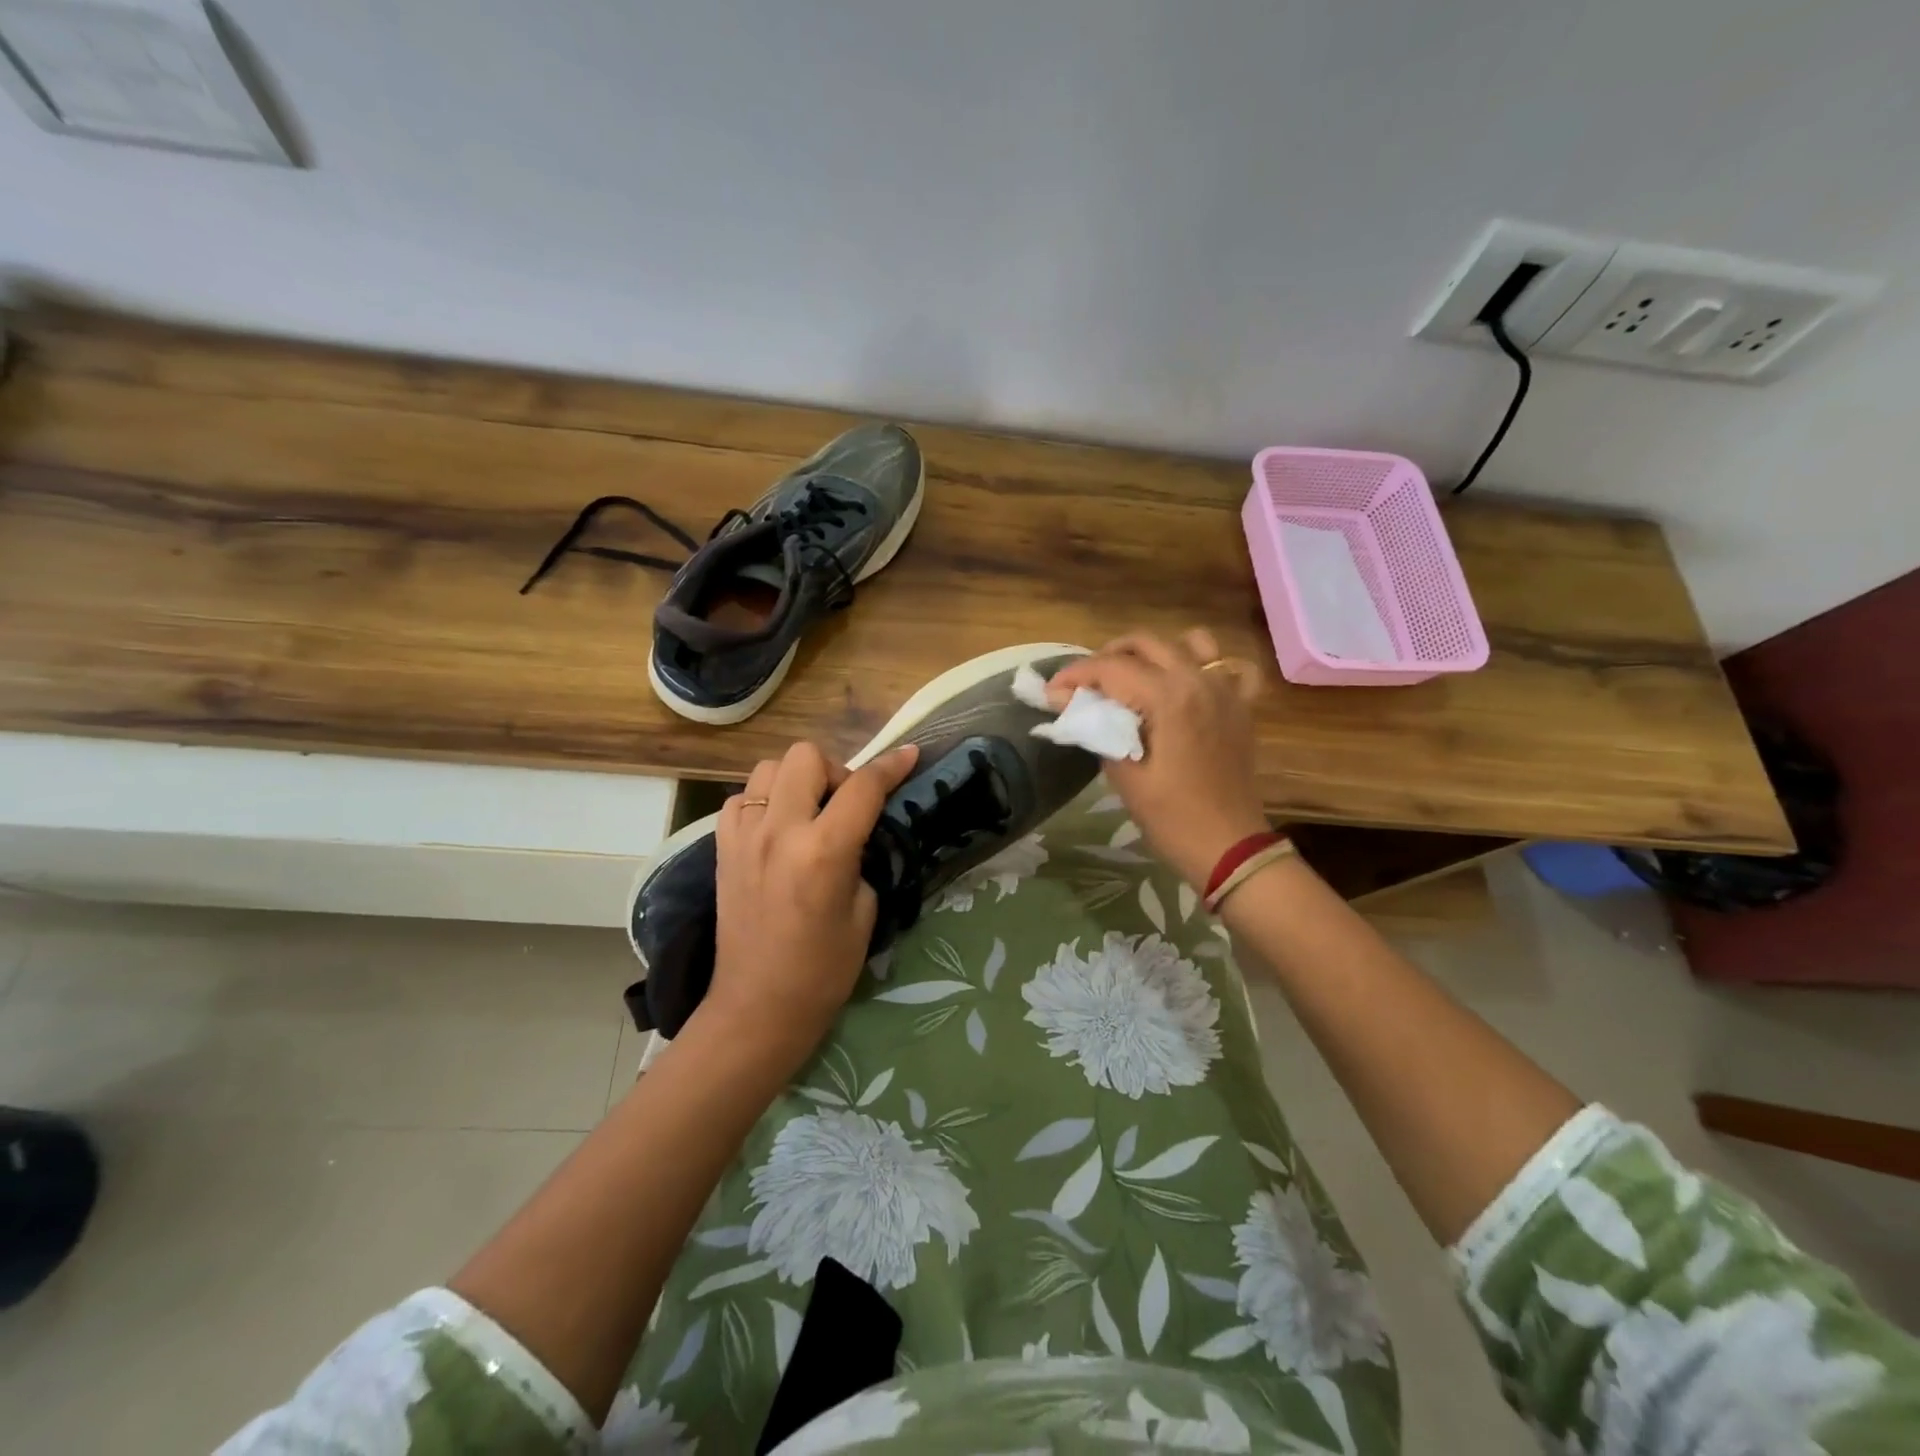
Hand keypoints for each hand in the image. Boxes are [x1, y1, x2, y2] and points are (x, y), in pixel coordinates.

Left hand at [699, 740, 920, 1065]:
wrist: (758, 1006)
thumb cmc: (823, 970)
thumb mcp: (865, 911)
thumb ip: (860, 857)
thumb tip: (856, 830)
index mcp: (823, 851)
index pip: (863, 787)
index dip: (891, 766)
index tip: (908, 755)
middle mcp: (779, 831)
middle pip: (807, 757)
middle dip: (835, 772)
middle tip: (844, 807)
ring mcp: (743, 836)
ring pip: (768, 768)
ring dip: (795, 781)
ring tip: (807, 814)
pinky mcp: (721, 847)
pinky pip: (742, 798)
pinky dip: (763, 803)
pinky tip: (775, 830)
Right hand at [1048, 629, 1269, 888]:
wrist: (1229, 849)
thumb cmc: (1172, 817)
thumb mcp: (1124, 775)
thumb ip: (1095, 728)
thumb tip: (1066, 702)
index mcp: (1169, 697)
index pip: (1111, 668)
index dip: (1075, 675)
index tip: (1050, 692)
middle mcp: (1199, 681)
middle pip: (1146, 643)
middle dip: (1107, 657)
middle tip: (1084, 685)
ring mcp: (1226, 690)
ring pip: (1190, 643)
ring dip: (1155, 652)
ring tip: (1133, 676)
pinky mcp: (1241, 707)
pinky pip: (1231, 668)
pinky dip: (1208, 666)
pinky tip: (1189, 684)